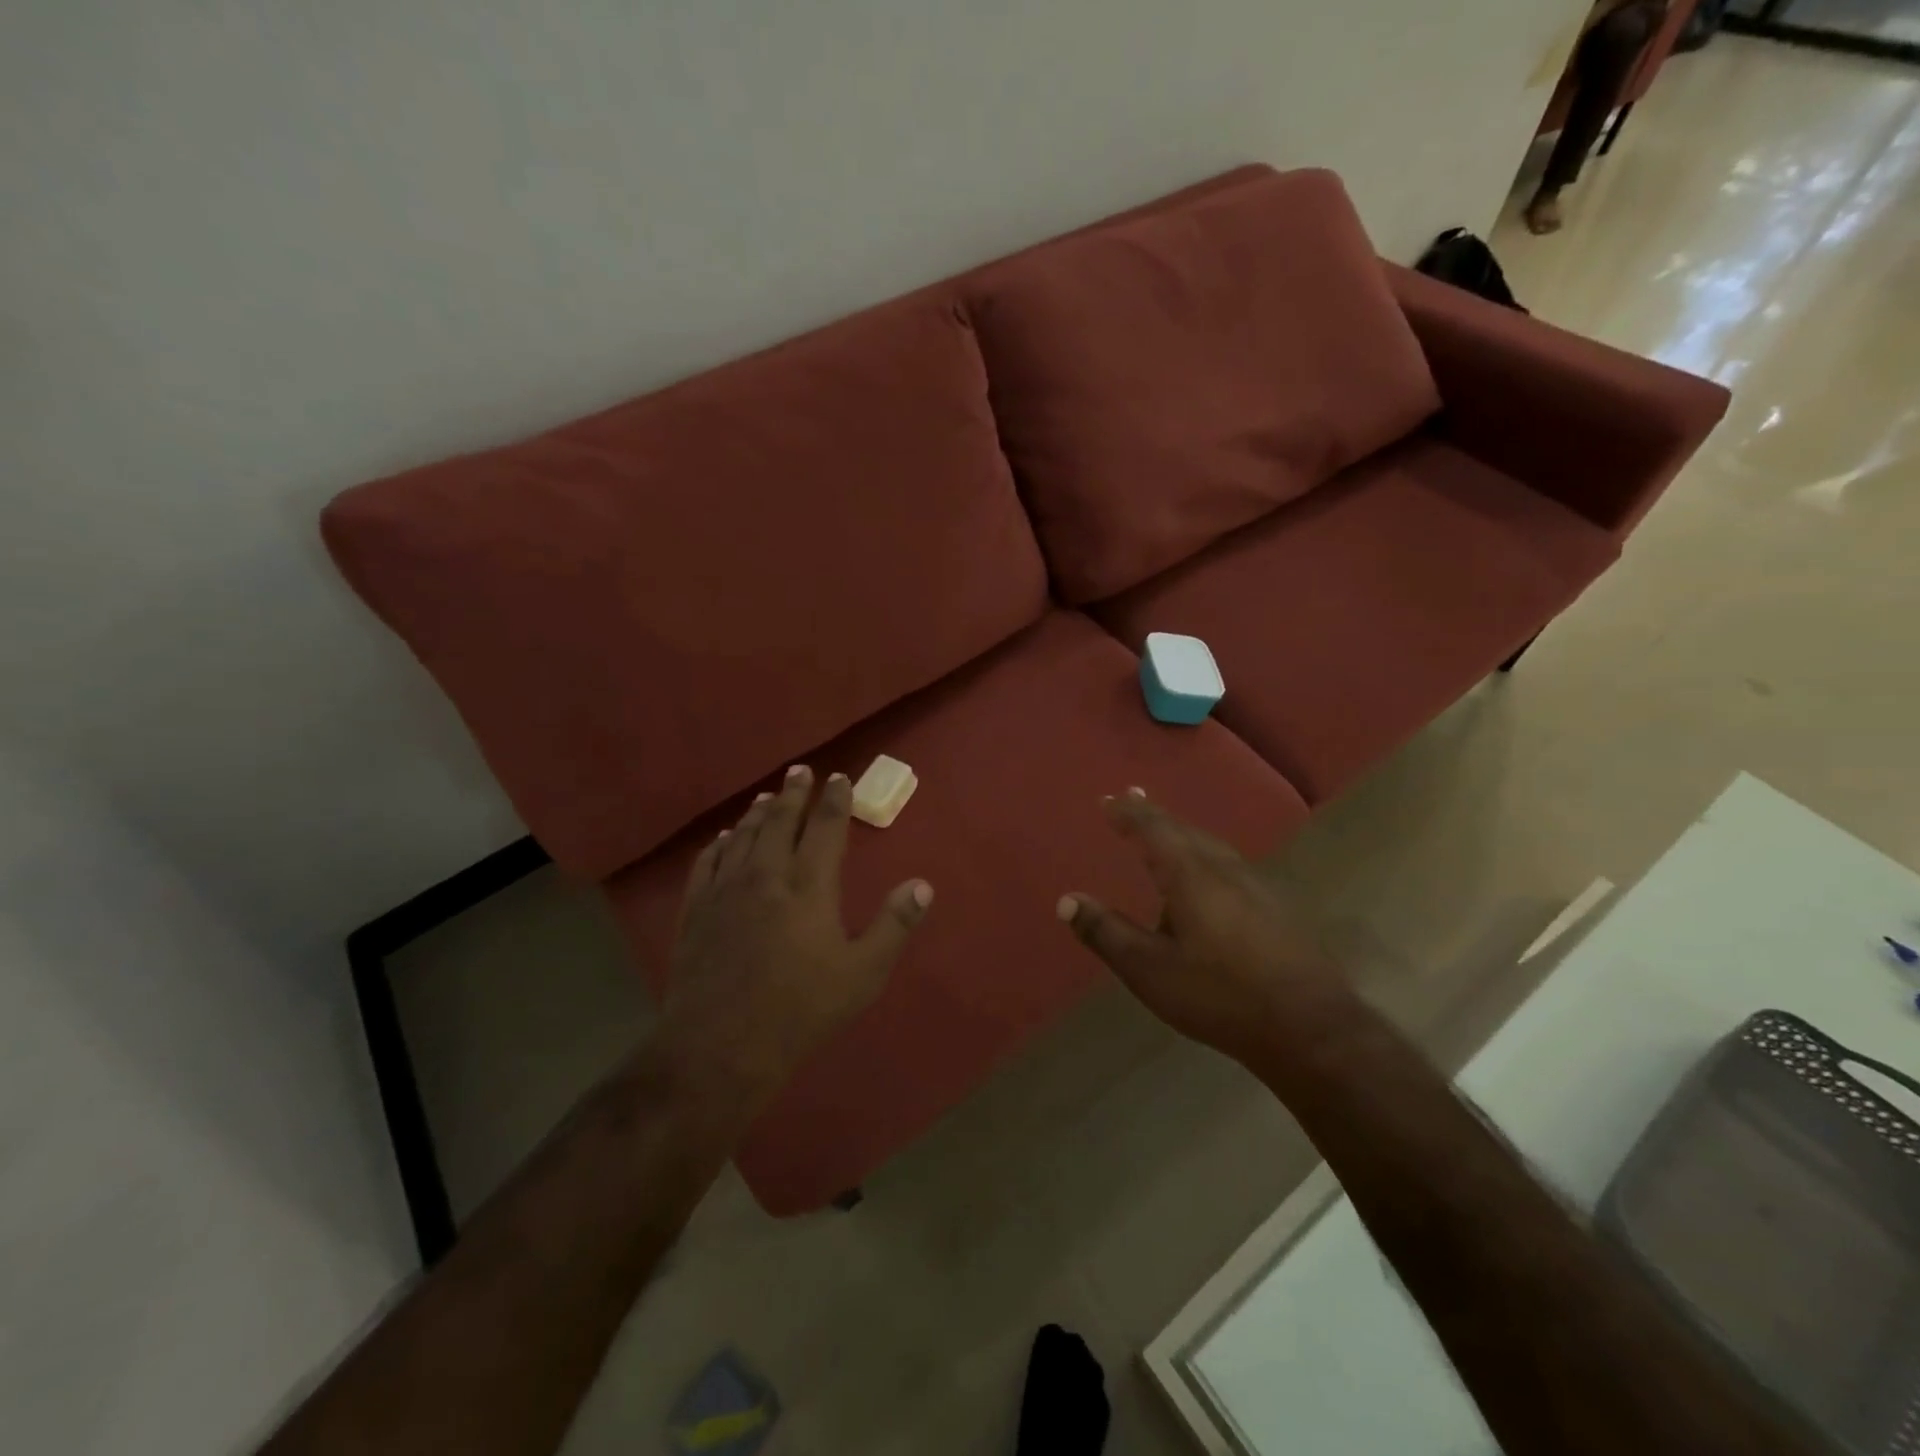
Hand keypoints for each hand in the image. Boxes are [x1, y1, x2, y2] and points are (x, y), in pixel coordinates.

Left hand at [657, 764, 932, 1115]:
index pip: (825, 828)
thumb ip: (894, 926)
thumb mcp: (863, 974)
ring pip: (743, 836)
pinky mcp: (696, 909)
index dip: (834, 799)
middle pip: (780, 821)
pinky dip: (720, 843)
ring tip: (767, 797)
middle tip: (800, 771)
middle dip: (793, 793)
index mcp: (809, 886)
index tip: (838, 778)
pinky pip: (708, 862)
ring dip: (758, 813)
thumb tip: (922, 885)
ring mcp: (726, 890)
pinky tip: (724, 838)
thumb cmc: (800, 1010)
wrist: (720, 1046)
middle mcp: (766, 875)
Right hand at [1057, 789, 1352, 1065]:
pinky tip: (1211, 880)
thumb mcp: (1149, 969)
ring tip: (1167, 835)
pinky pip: (1231, 866)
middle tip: (1134, 799)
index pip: (1153, 829)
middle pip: (1185, 830)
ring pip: (1212, 847)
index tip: (1110, 800)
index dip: (1129, 813)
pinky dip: (1206, 857)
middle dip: (1155, 816)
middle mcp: (1225, 869)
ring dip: (1184, 835)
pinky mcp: (1278, 909)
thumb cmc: (1219, 995)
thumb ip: (1106, 933)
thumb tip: (1066, 900)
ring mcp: (1258, 886)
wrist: (1310, 1027)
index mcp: (1191, 875)